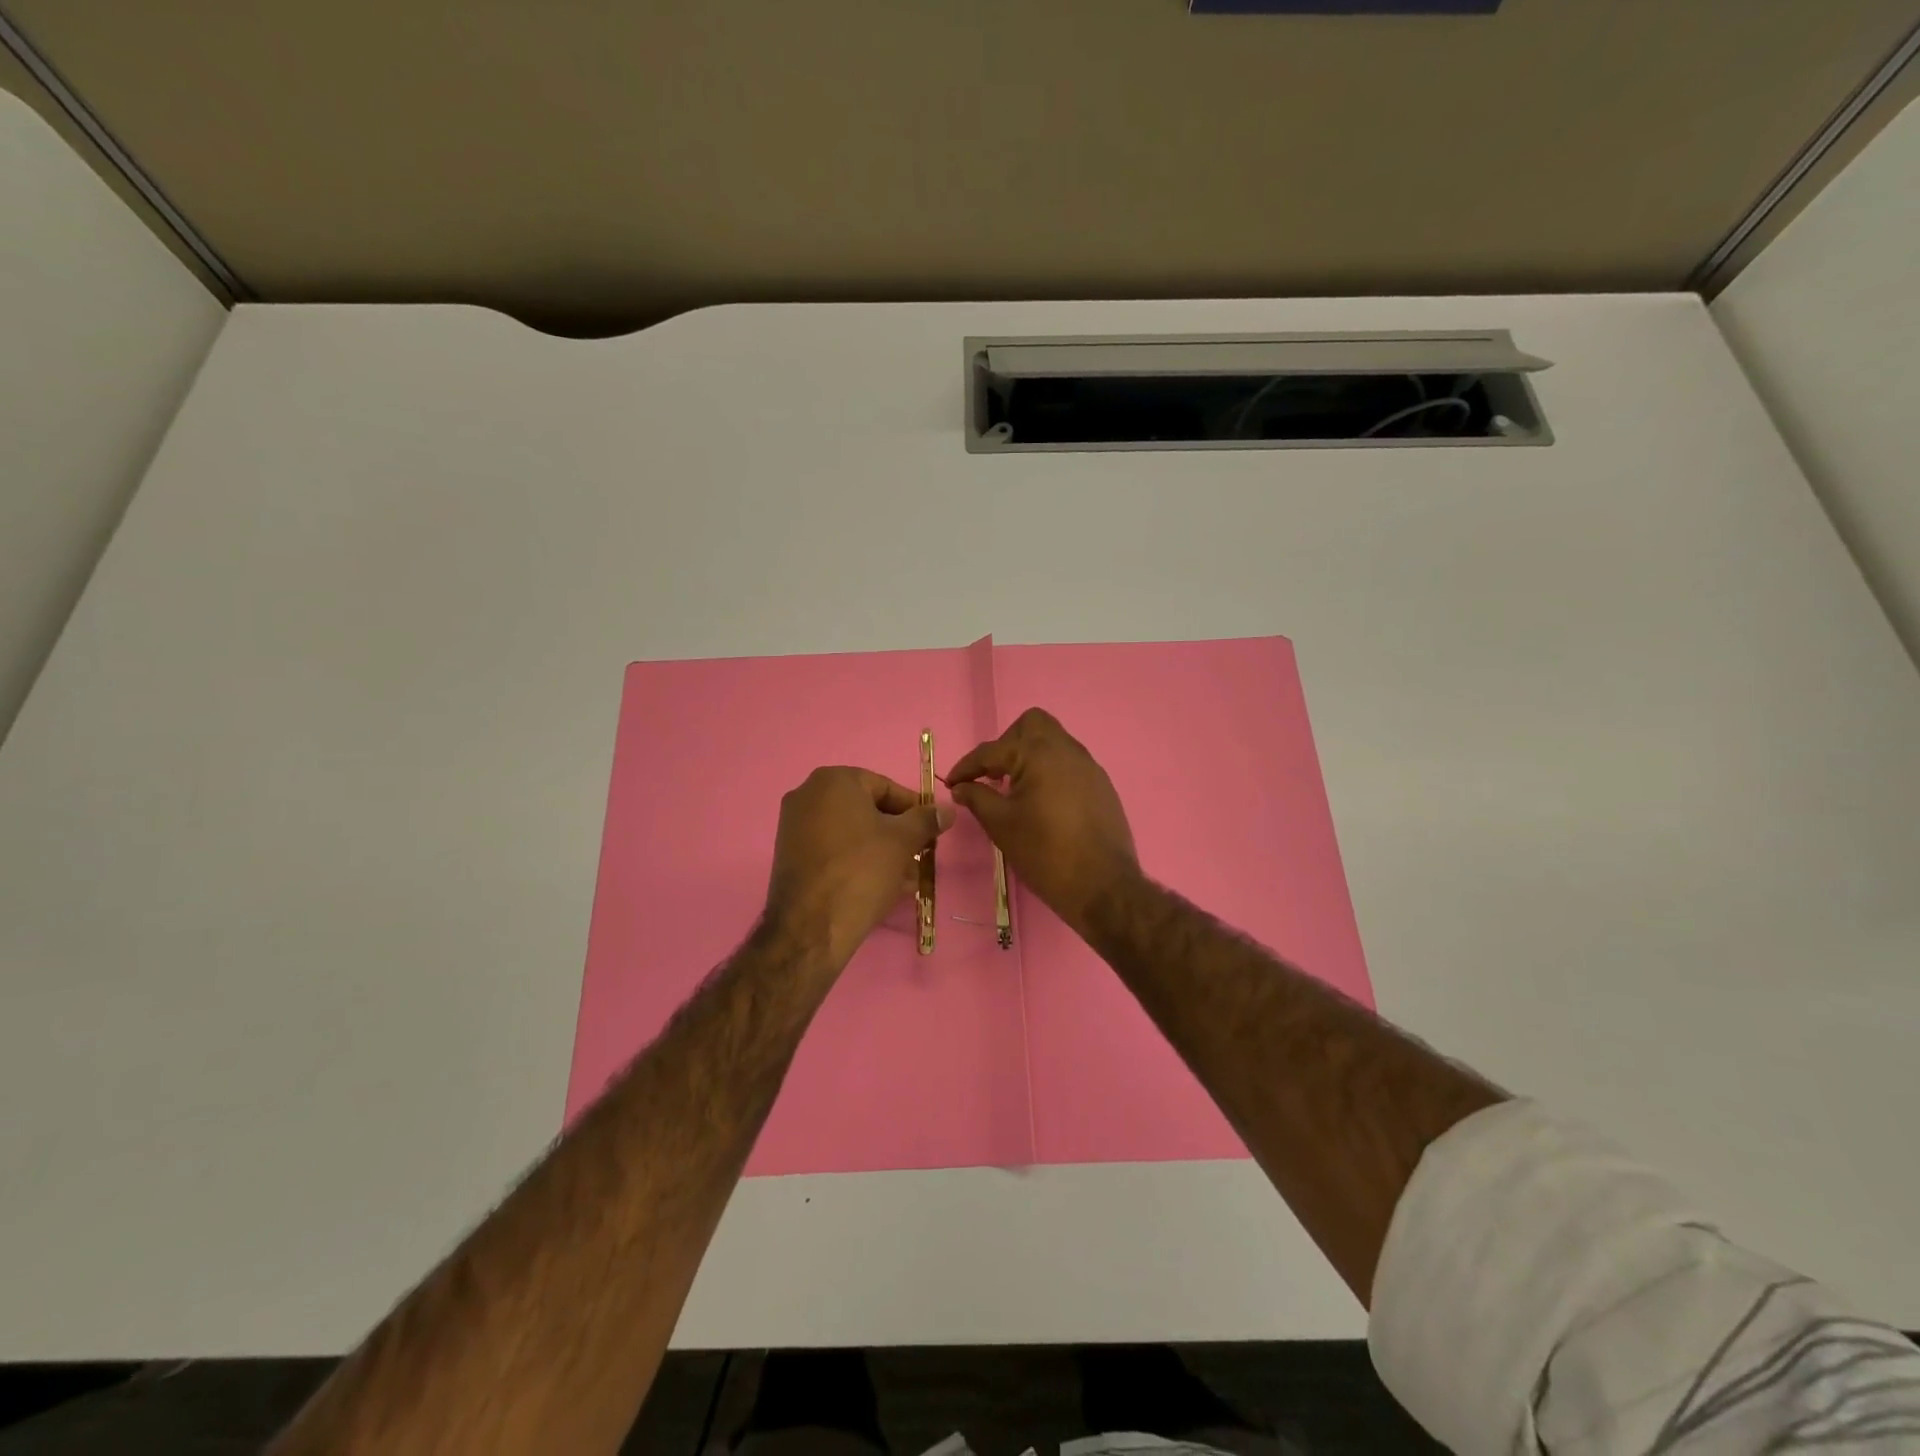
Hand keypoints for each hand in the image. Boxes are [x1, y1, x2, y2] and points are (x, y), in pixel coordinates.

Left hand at [764, 767, 953, 969]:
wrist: (811, 926)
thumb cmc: (861, 870)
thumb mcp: (903, 841)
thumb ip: (927, 819)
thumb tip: (947, 810)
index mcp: (833, 780)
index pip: (886, 788)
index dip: (914, 810)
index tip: (932, 832)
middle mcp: (807, 795)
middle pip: (868, 811)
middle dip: (898, 835)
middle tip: (921, 857)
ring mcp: (794, 826)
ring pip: (852, 834)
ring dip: (883, 852)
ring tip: (908, 879)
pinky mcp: (791, 856)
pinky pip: (834, 851)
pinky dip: (858, 862)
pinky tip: (883, 886)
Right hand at [946, 709, 1141, 935]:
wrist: (1102, 886)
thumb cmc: (1045, 852)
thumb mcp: (1001, 825)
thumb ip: (977, 798)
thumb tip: (961, 787)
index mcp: (1039, 753)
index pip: (992, 750)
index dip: (967, 766)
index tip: (952, 784)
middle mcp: (1067, 749)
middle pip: (1031, 725)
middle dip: (1006, 743)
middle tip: (993, 774)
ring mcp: (1089, 765)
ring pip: (1054, 742)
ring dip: (1030, 756)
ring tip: (1014, 789)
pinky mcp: (1101, 785)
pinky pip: (1069, 763)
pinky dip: (1050, 771)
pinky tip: (1042, 802)